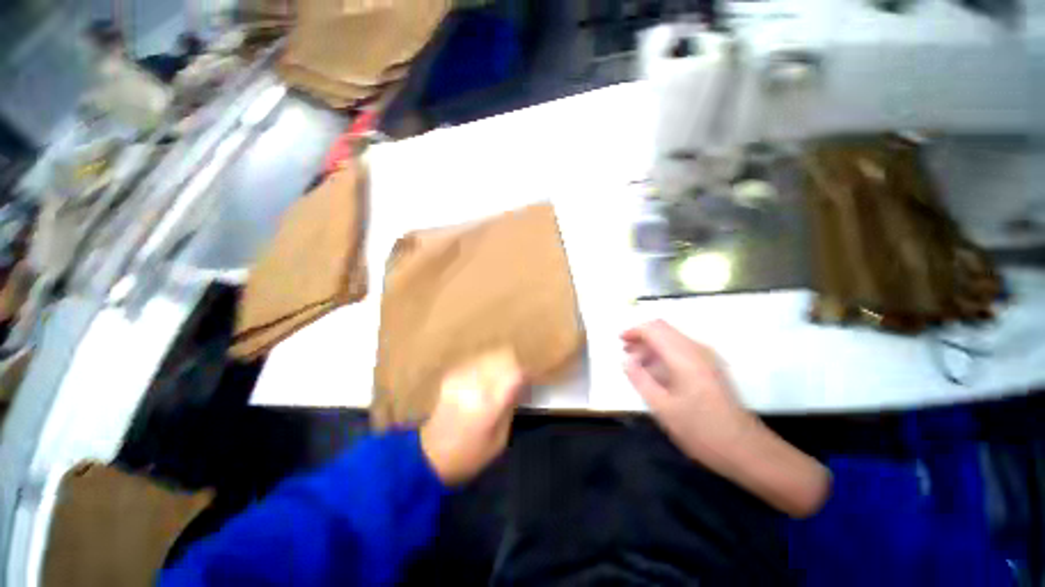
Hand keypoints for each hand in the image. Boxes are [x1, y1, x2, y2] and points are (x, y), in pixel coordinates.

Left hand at [420, 350, 524, 485]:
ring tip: (507, 370)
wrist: (427, 456)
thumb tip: (520, 385)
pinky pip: (477, 360)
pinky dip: (488, 362)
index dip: (528, 369)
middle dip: (516, 360)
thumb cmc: (469, 455)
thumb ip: (510, 407)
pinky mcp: (452, 375)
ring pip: (490, 354)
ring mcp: (461, 377)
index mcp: (488, 403)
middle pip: (503, 356)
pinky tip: (489, 373)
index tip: (534, 372)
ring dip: (502, 359)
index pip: (514, 372)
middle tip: (523, 370)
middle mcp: (474, 384)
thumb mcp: (499, 440)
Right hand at [622, 320, 829, 517]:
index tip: (620, 341)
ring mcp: (707, 357)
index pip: (654, 329)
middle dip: (642, 336)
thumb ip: (640, 379)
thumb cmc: (700, 430)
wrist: (746, 449)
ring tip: (637, 362)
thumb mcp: (662, 407)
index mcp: (684, 356)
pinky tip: (657, 372)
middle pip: (664, 329)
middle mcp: (697, 349)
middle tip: (626, 352)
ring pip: (673, 338)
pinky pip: (682, 349)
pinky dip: (664, 353)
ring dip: (652, 345)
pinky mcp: (711, 367)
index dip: (634, 331)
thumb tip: (626, 360)